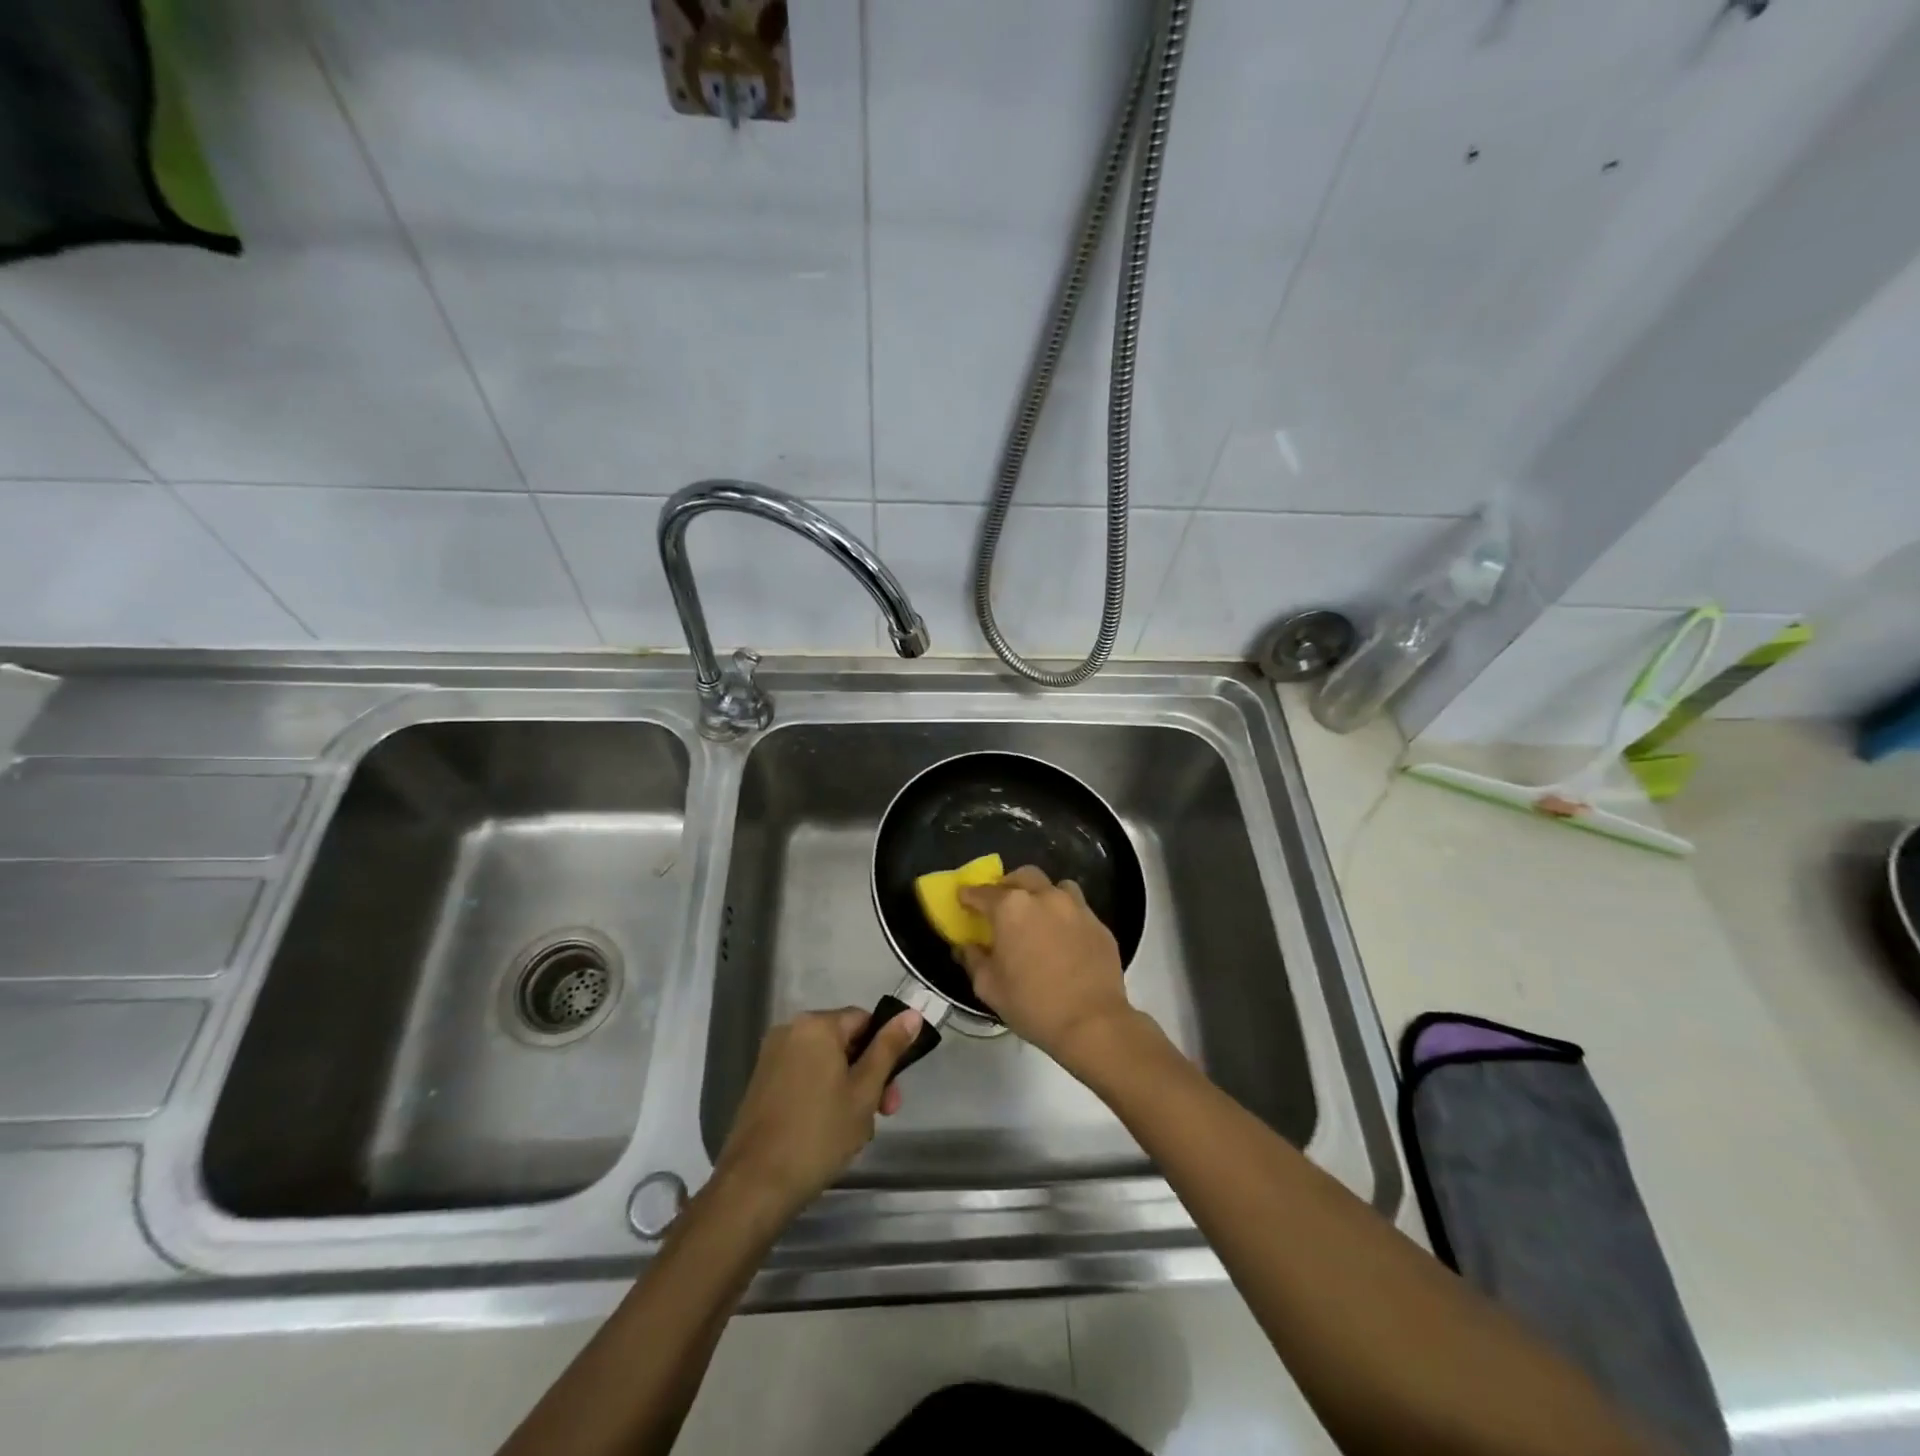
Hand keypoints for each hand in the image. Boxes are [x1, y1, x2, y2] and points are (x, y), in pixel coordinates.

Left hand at [713, 1007, 922, 1218]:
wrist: (756, 1184)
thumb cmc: (819, 1134)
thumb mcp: (865, 1091)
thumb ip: (888, 1048)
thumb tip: (912, 1013)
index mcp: (816, 1025)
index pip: (864, 1020)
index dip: (885, 1051)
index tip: (893, 1091)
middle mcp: (790, 1031)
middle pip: (844, 1041)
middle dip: (868, 1075)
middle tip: (882, 1115)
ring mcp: (772, 1057)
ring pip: (825, 1062)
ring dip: (847, 1088)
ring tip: (854, 1132)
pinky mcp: (761, 1082)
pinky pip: (804, 1076)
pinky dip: (821, 1094)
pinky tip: (828, 1131)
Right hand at [958, 866, 1137, 1072]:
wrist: (1093, 1023)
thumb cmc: (1033, 1005)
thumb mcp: (989, 987)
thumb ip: (973, 960)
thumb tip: (967, 946)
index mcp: (1011, 908)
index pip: (982, 892)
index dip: (969, 895)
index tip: (963, 899)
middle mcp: (1044, 897)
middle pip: (1022, 876)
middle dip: (1007, 885)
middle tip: (1001, 905)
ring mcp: (1076, 907)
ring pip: (1055, 886)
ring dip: (1041, 894)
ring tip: (1037, 916)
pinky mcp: (1099, 923)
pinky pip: (1077, 908)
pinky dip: (1064, 915)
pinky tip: (1063, 937)